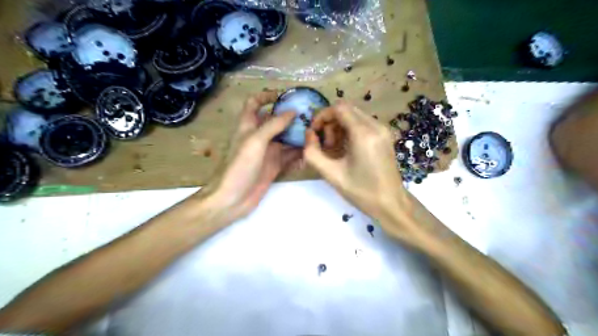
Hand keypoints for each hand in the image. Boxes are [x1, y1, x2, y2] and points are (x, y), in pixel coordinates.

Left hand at [203, 91, 301, 223]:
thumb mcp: (255, 141)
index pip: (254, 103)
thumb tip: (293, 111)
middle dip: (291, 117)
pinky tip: (310, 152)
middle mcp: (259, 136)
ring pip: (285, 138)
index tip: (285, 95)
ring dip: (298, 135)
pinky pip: (289, 155)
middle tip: (311, 116)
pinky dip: (299, 153)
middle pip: (275, 120)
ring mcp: (268, 151)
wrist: (233, 198)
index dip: (266, 96)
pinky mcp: (275, 165)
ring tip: (316, 132)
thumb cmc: (240, 166)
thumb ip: (274, 125)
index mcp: (248, 125)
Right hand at [306, 101, 414, 228]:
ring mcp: (383, 129)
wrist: (391, 204)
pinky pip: (362, 124)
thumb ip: (312, 153)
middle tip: (326, 145)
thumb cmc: (361, 192)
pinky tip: (346, 149)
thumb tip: (309, 134)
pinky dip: (349, 131)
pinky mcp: (385, 136)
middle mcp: (376, 126)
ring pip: (354, 115)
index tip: (314, 132)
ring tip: (335, 150)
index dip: (322, 116)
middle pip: (346, 109)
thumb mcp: (331, 174)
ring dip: (339, 127)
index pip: (339, 108)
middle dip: (330, 123)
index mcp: (364, 134)